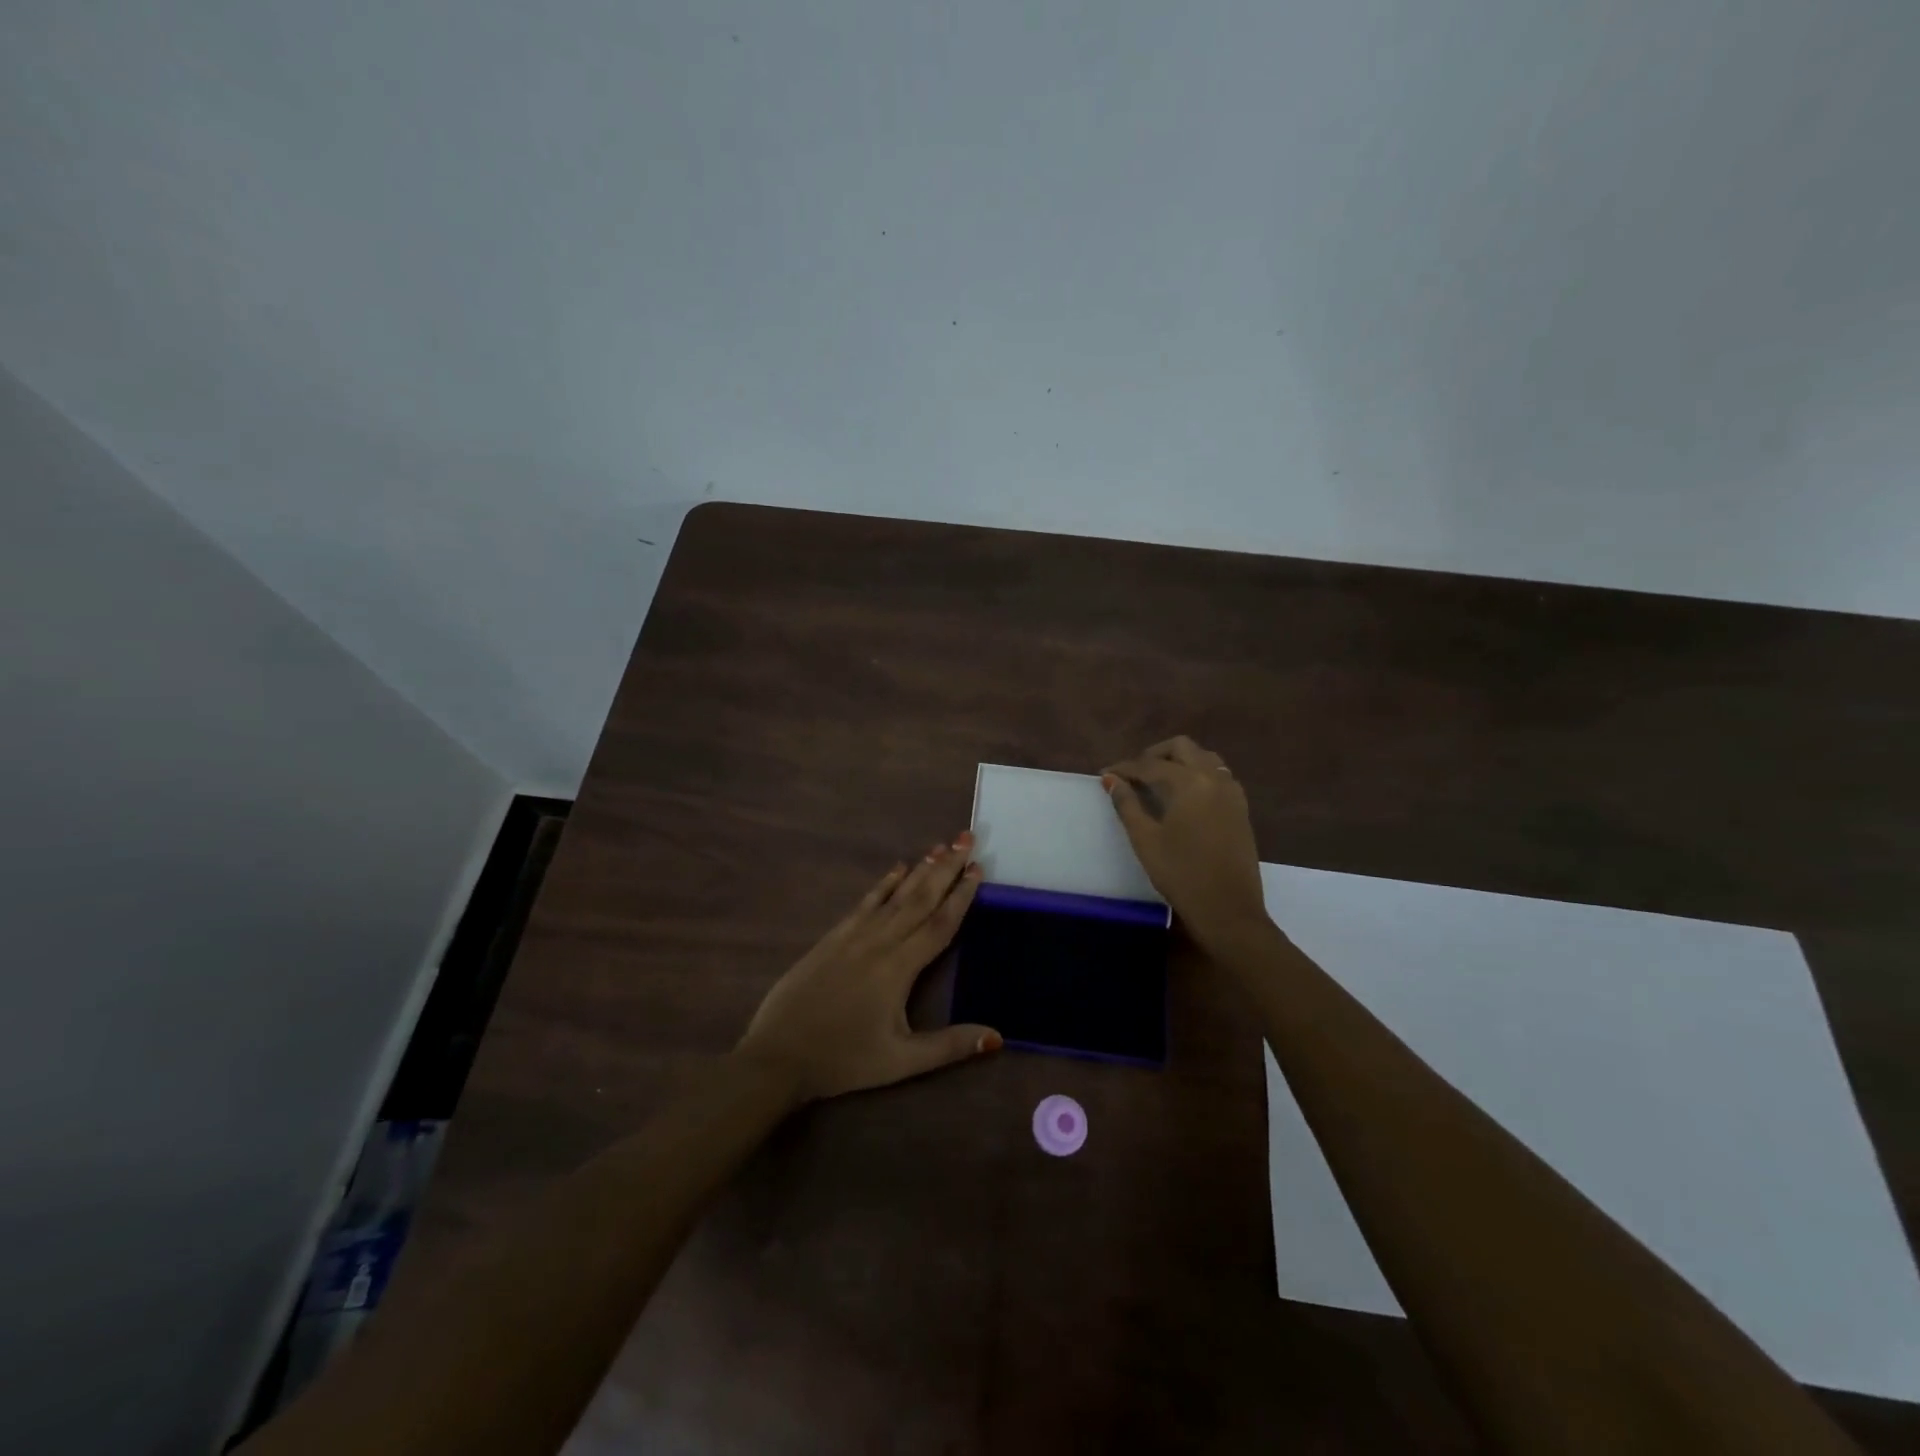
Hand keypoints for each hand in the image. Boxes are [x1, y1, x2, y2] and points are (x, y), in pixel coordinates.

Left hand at [736, 833, 1002, 1101]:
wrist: (778, 1055)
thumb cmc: (844, 1060)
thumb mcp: (900, 1061)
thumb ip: (949, 1046)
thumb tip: (997, 1035)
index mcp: (899, 968)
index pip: (939, 923)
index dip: (961, 896)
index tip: (978, 868)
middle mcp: (879, 942)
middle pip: (920, 898)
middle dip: (946, 868)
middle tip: (966, 838)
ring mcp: (853, 936)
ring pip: (895, 895)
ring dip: (920, 869)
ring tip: (940, 846)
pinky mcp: (833, 938)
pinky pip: (866, 902)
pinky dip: (884, 883)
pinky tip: (897, 868)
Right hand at [1102, 736, 1271, 949]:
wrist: (1228, 909)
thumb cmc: (1181, 874)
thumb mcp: (1146, 839)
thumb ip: (1127, 805)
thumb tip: (1111, 779)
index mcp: (1190, 783)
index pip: (1150, 765)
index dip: (1125, 768)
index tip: (1105, 774)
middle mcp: (1214, 778)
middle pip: (1182, 748)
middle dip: (1154, 755)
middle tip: (1133, 773)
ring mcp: (1232, 792)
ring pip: (1204, 758)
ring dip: (1179, 761)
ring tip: (1157, 780)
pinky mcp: (1240, 808)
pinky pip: (1218, 775)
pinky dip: (1197, 774)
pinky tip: (1183, 795)